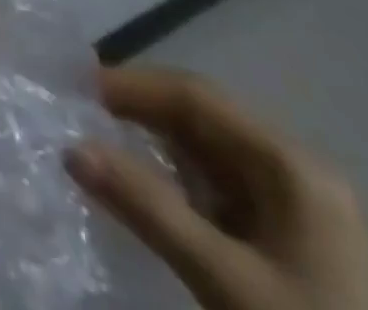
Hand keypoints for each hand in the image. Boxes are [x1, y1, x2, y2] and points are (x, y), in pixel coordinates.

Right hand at [66, 66, 367, 309]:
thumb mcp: (224, 281)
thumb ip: (148, 208)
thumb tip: (71, 147)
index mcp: (292, 165)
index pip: (196, 96)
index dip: (132, 85)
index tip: (74, 89)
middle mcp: (296, 172)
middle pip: (202, 118)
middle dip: (139, 111)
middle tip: (78, 113)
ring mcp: (296, 209)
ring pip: (207, 151)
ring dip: (152, 144)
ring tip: (97, 145)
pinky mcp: (288, 244)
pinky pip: (218, 188)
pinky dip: (174, 181)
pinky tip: (142, 190)